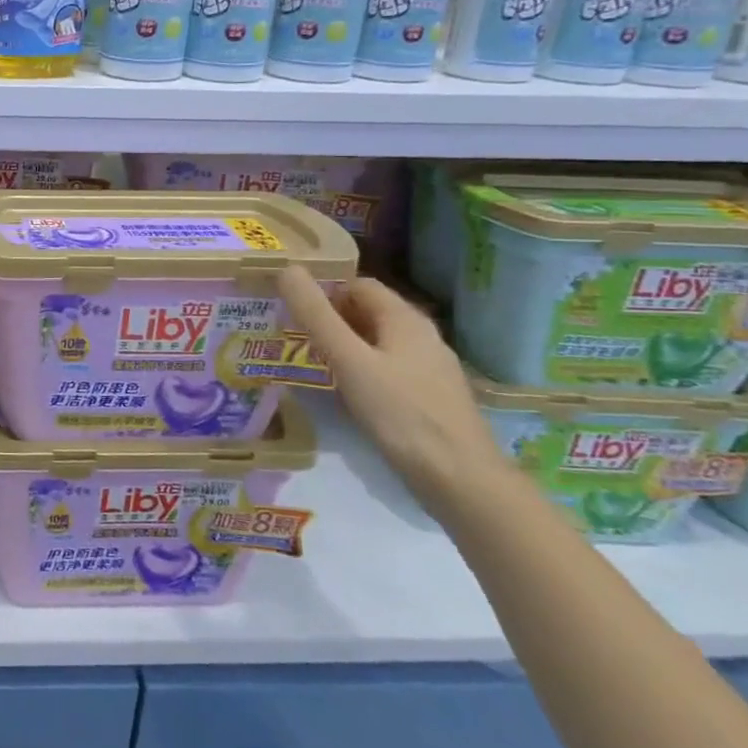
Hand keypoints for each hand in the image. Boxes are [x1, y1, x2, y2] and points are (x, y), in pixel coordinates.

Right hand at [277, 268, 509, 519]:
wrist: (460, 479)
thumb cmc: (401, 413)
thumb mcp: (349, 361)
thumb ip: (316, 316)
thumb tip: (287, 268)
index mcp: (405, 319)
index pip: (357, 285)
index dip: (323, 290)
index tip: (288, 307)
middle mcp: (421, 335)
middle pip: (367, 313)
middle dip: (329, 318)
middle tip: (289, 334)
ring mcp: (428, 368)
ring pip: (376, 342)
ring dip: (342, 346)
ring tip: (307, 361)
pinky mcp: (428, 396)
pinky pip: (386, 368)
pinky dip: (360, 370)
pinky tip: (342, 392)